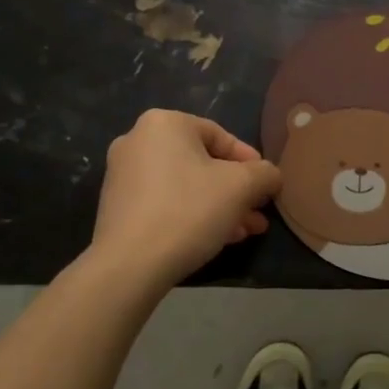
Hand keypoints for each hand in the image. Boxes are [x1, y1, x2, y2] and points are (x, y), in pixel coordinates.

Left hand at [92, 111, 282, 286]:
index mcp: (164, 123)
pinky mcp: (117, 207)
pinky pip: (165, 202)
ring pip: (185, 186)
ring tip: (245, 232)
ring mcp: (122, 175)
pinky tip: (217, 238)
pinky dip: (192, 214)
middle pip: (203, 163)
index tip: (267, 187)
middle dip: (236, 190)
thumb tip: (271, 176)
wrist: (129, 265)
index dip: (251, 163)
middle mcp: (137, 141)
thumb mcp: (242, 187)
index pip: (221, 136)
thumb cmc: (189, 210)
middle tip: (258, 212)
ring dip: (219, 206)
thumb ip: (265, 173)